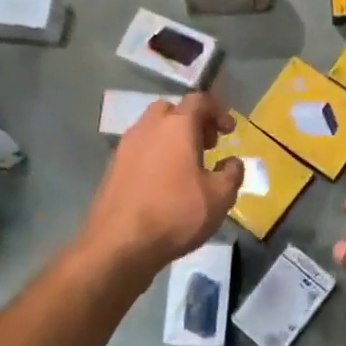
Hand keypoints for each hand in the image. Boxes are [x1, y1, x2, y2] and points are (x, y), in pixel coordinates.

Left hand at [78, 92, 243, 282]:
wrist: (118, 245)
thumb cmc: (175, 214)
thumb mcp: (220, 197)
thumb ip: (232, 174)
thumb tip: (232, 162)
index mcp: (177, 126)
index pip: (199, 100)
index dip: (218, 111)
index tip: (229, 132)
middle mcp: (148, 127)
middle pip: (172, 110)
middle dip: (192, 122)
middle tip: (207, 146)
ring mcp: (126, 147)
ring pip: (152, 130)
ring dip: (172, 139)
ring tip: (186, 168)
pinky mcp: (112, 168)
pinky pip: (139, 150)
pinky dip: (155, 156)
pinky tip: (164, 184)